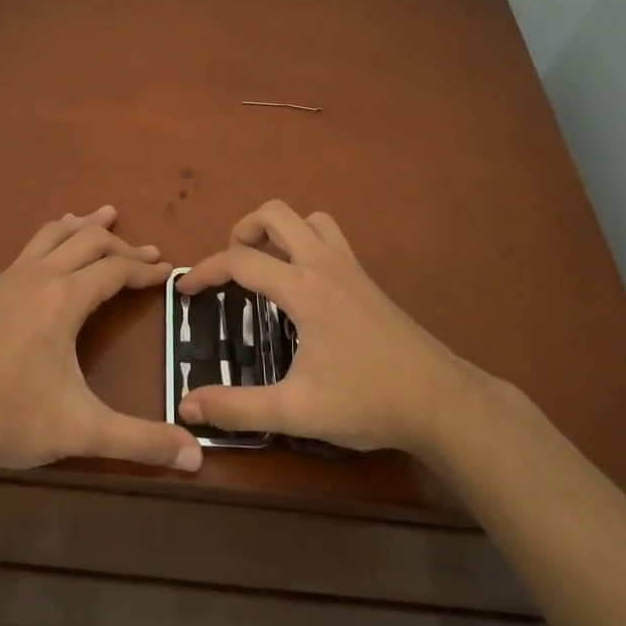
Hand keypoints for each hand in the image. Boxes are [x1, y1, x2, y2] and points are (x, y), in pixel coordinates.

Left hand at [0, 206, 201, 477]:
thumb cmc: (12, 419)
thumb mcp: (82, 430)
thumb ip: (140, 441)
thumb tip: (195, 458)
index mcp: (64, 299)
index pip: (116, 269)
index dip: (146, 269)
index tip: (167, 270)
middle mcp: (38, 277)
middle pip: (88, 241)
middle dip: (122, 244)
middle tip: (147, 251)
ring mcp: (7, 280)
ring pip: (52, 234)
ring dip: (83, 226)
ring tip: (102, 217)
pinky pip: (28, 249)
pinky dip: (52, 240)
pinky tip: (50, 257)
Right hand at [177, 200, 479, 455]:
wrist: (441, 401)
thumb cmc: (368, 401)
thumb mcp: (297, 411)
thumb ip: (238, 407)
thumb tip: (187, 406)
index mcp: (303, 289)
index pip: (240, 260)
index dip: (205, 270)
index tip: (185, 291)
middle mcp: (324, 264)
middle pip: (276, 214)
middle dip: (243, 229)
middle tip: (231, 267)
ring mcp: (351, 268)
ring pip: (310, 219)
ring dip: (280, 230)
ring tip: (266, 265)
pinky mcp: (368, 280)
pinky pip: (331, 237)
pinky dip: (307, 242)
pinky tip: (304, 284)